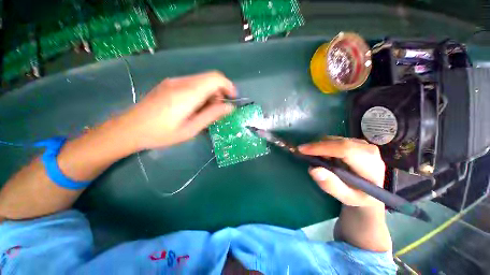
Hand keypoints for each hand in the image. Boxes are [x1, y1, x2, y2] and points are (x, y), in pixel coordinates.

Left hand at [121, 71, 235, 149]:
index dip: (228, 86)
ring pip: (201, 81)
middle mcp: (181, 82)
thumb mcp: (191, 129)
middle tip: (218, 110)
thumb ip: (212, 115)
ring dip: (210, 93)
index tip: (233, 99)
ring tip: (205, 111)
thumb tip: (230, 107)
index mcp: (188, 93)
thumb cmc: (161, 133)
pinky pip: (192, 84)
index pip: (215, 78)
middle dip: (219, 92)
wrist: (129, 129)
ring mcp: (173, 82)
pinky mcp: (169, 85)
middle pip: (209, 79)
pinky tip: (194, 107)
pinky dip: (200, 93)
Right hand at [299, 137, 384, 206]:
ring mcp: (362, 143)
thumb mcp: (346, 197)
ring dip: (320, 146)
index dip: (321, 148)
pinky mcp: (355, 142)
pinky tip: (322, 155)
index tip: (302, 150)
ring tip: (313, 157)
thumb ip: (331, 185)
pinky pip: (335, 139)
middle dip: (317, 147)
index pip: (344, 150)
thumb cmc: (359, 196)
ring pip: (334, 139)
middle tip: (303, 153)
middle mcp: (368, 149)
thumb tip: (313, 169)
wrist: (371, 190)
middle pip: (337, 142)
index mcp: (370, 164)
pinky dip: (324, 145)